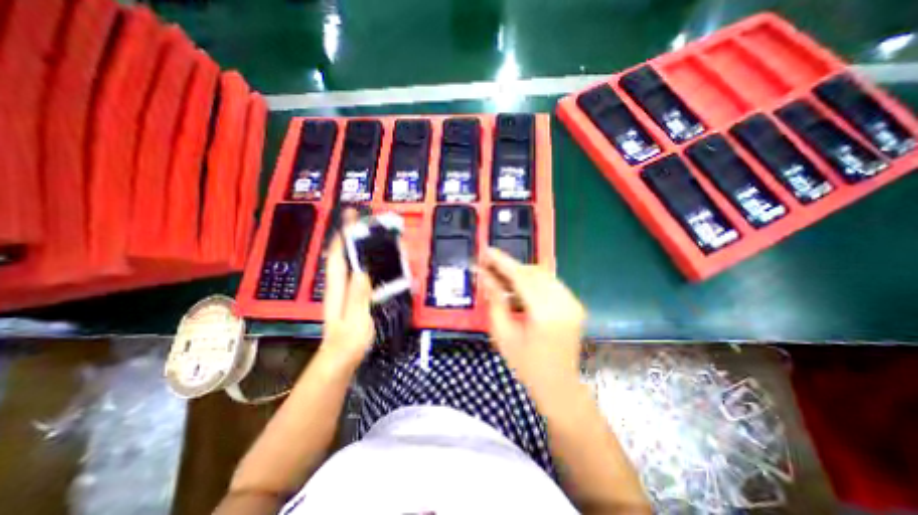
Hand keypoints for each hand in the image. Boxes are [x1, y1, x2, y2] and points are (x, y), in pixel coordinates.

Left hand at [318, 211, 370, 372]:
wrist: (341, 359)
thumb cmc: (348, 341)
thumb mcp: (355, 319)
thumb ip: (358, 296)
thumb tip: (362, 270)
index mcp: (337, 288)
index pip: (338, 256)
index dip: (343, 236)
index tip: (351, 218)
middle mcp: (338, 286)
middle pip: (342, 255)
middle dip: (350, 236)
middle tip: (364, 222)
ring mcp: (344, 291)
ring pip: (349, 263)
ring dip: (357, 247)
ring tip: (371, 235)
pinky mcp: (352, 297)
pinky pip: (357, 274)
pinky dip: (363, 262)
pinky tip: (374, 261)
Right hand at [477, 248, 583, 403]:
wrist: (559, 386)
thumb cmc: (526, 366)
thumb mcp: (503, 334)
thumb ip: (495, 300)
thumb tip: (484, 276)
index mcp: (545, 313)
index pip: (521, 277)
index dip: (502, 262)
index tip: (486, 251)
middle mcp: (564, 303)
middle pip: (533, 271)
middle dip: (510, 267)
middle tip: (490, 268)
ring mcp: (573, 303)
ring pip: (543, 274)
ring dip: (521, 273)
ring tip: (502, 279)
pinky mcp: (575, 304)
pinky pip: (551, 283)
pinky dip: (533, 281)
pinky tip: (519, 289)